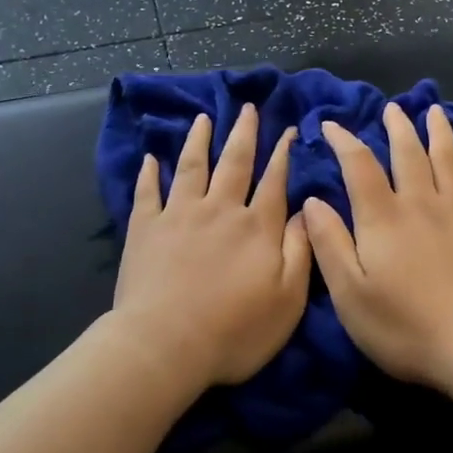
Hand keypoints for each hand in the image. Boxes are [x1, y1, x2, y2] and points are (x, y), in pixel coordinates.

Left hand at [113, 104, 311, 388]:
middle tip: (247, 108)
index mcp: (256, 227)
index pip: (274, 181)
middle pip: (234, 162)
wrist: (165, 345)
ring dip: (200, 140)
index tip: (287, 131)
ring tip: (204, 118)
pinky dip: (150, 172)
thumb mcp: (288, 299)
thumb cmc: (234, 331)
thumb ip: (300, 251)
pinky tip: (151, 157)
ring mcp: (179, 214)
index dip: (282, 154)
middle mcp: (220, 209)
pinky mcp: (145, 228)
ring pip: (192, 166)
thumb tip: (307, 210)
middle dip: (244, 133)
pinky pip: (148, 191)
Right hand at [304, 103, 452, 396]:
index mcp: (384, 218)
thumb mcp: (349, 292)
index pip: (360, 166)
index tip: (330, 124)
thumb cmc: (403, 326)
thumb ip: (329, 242)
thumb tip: (313, 201)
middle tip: (393, 108)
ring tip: (436, 112)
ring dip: (441, 136)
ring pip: (450, 165)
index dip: (344, 141)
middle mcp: (422, 206)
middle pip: (409, 155)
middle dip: (398, 128)